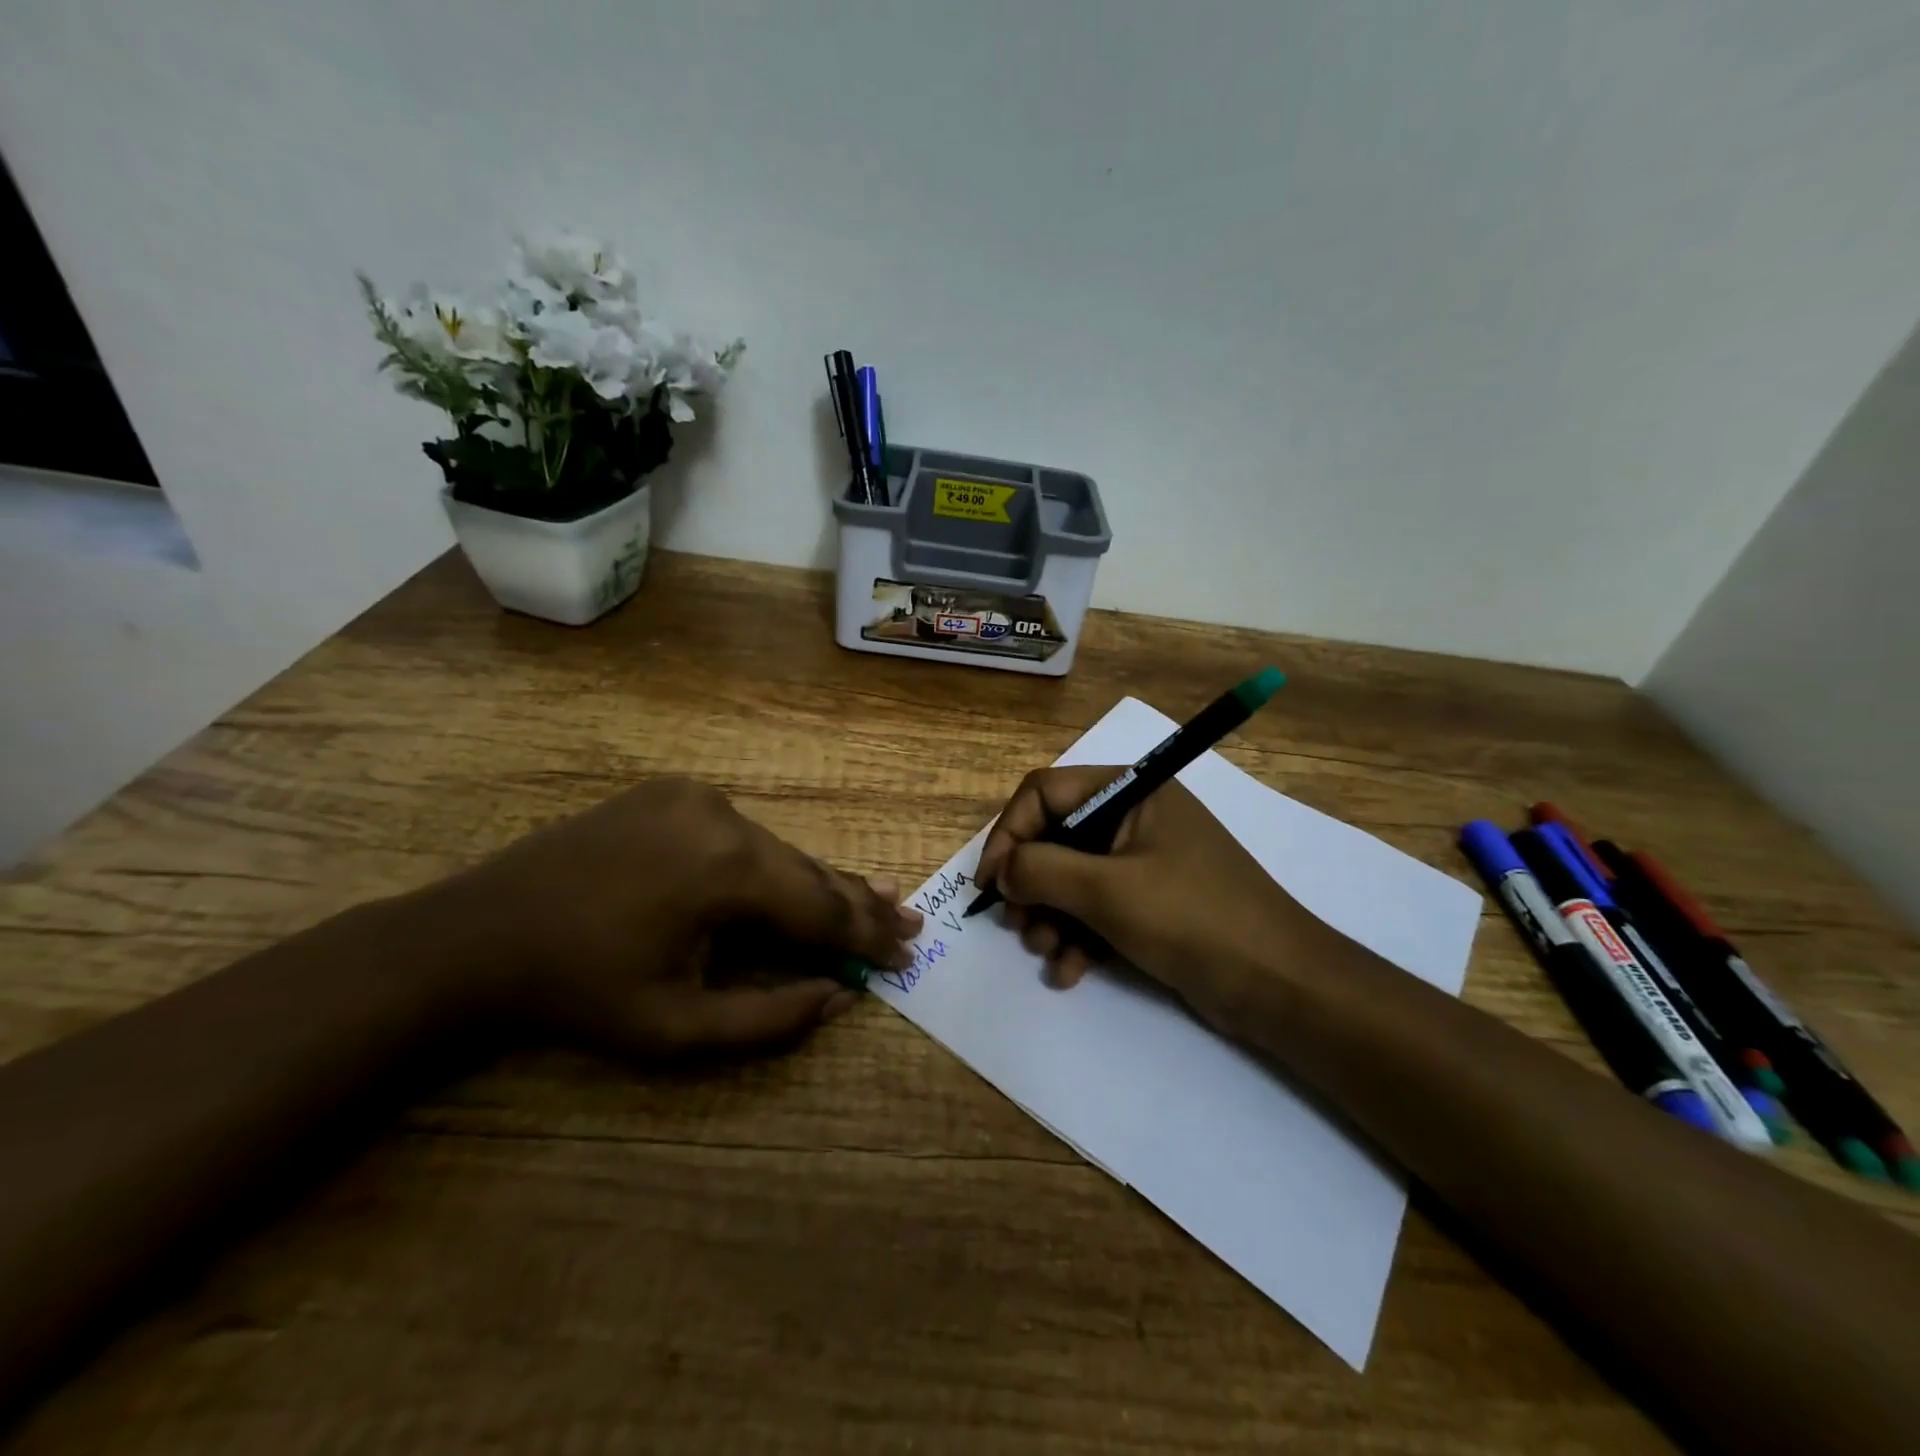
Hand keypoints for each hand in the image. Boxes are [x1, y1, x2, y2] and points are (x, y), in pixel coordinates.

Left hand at [443, 778, 923, 1057]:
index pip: (820, 907)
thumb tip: (841, 996)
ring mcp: (696, 797)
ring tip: (874, 898)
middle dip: (856, 905)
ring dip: (816, 884)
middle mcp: (723, 816)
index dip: (867, 936)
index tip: (909, 950)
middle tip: (909, 921)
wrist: (478, 936)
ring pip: (774, 851)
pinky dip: (771, 865)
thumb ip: (770, 1018)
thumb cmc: (578, 994)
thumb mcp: (675, 1029)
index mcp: (726, 869)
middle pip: (806, 871)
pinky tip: (796, 879)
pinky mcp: (673, 794)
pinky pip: (739, 836)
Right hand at [973, 767, 1337, 1028]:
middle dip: (1031, 885)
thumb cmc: (1192, 919)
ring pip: (1071, 878)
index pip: (1045, 792)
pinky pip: (1097, 909)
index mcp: (1130, 791)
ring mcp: (1143, 862)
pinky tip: (1071, 972)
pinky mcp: (1150, 903)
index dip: (1009, 833)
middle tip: (1019, 925)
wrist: (1278, 985)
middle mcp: (1134, 818)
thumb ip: (1042, 871)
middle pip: (1055, 838)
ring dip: (1051, 918)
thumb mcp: (1107, 891)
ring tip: (1048, 953)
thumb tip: (1003, 870)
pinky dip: (1078, 937)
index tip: (990, 882)